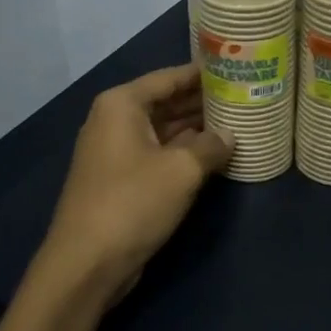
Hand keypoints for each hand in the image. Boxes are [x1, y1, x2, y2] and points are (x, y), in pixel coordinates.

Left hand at [36, 64, 232, 306]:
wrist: (87, 263)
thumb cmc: (133, 202)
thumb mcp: (182, 170)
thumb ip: (211, 146)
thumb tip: (230, 136)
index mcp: (122, 105)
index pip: (169, 77)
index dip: (202, 73)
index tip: (235, 67)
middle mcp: (114, 120)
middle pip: (165, 101)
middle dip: (202, 101)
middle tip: (243, 96)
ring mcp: (115, 151)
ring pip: (163, 130)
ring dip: (196, 129)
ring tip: (237, 122)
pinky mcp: (120, 180)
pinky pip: (157, 154)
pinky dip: (183, 152)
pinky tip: (214, 156)